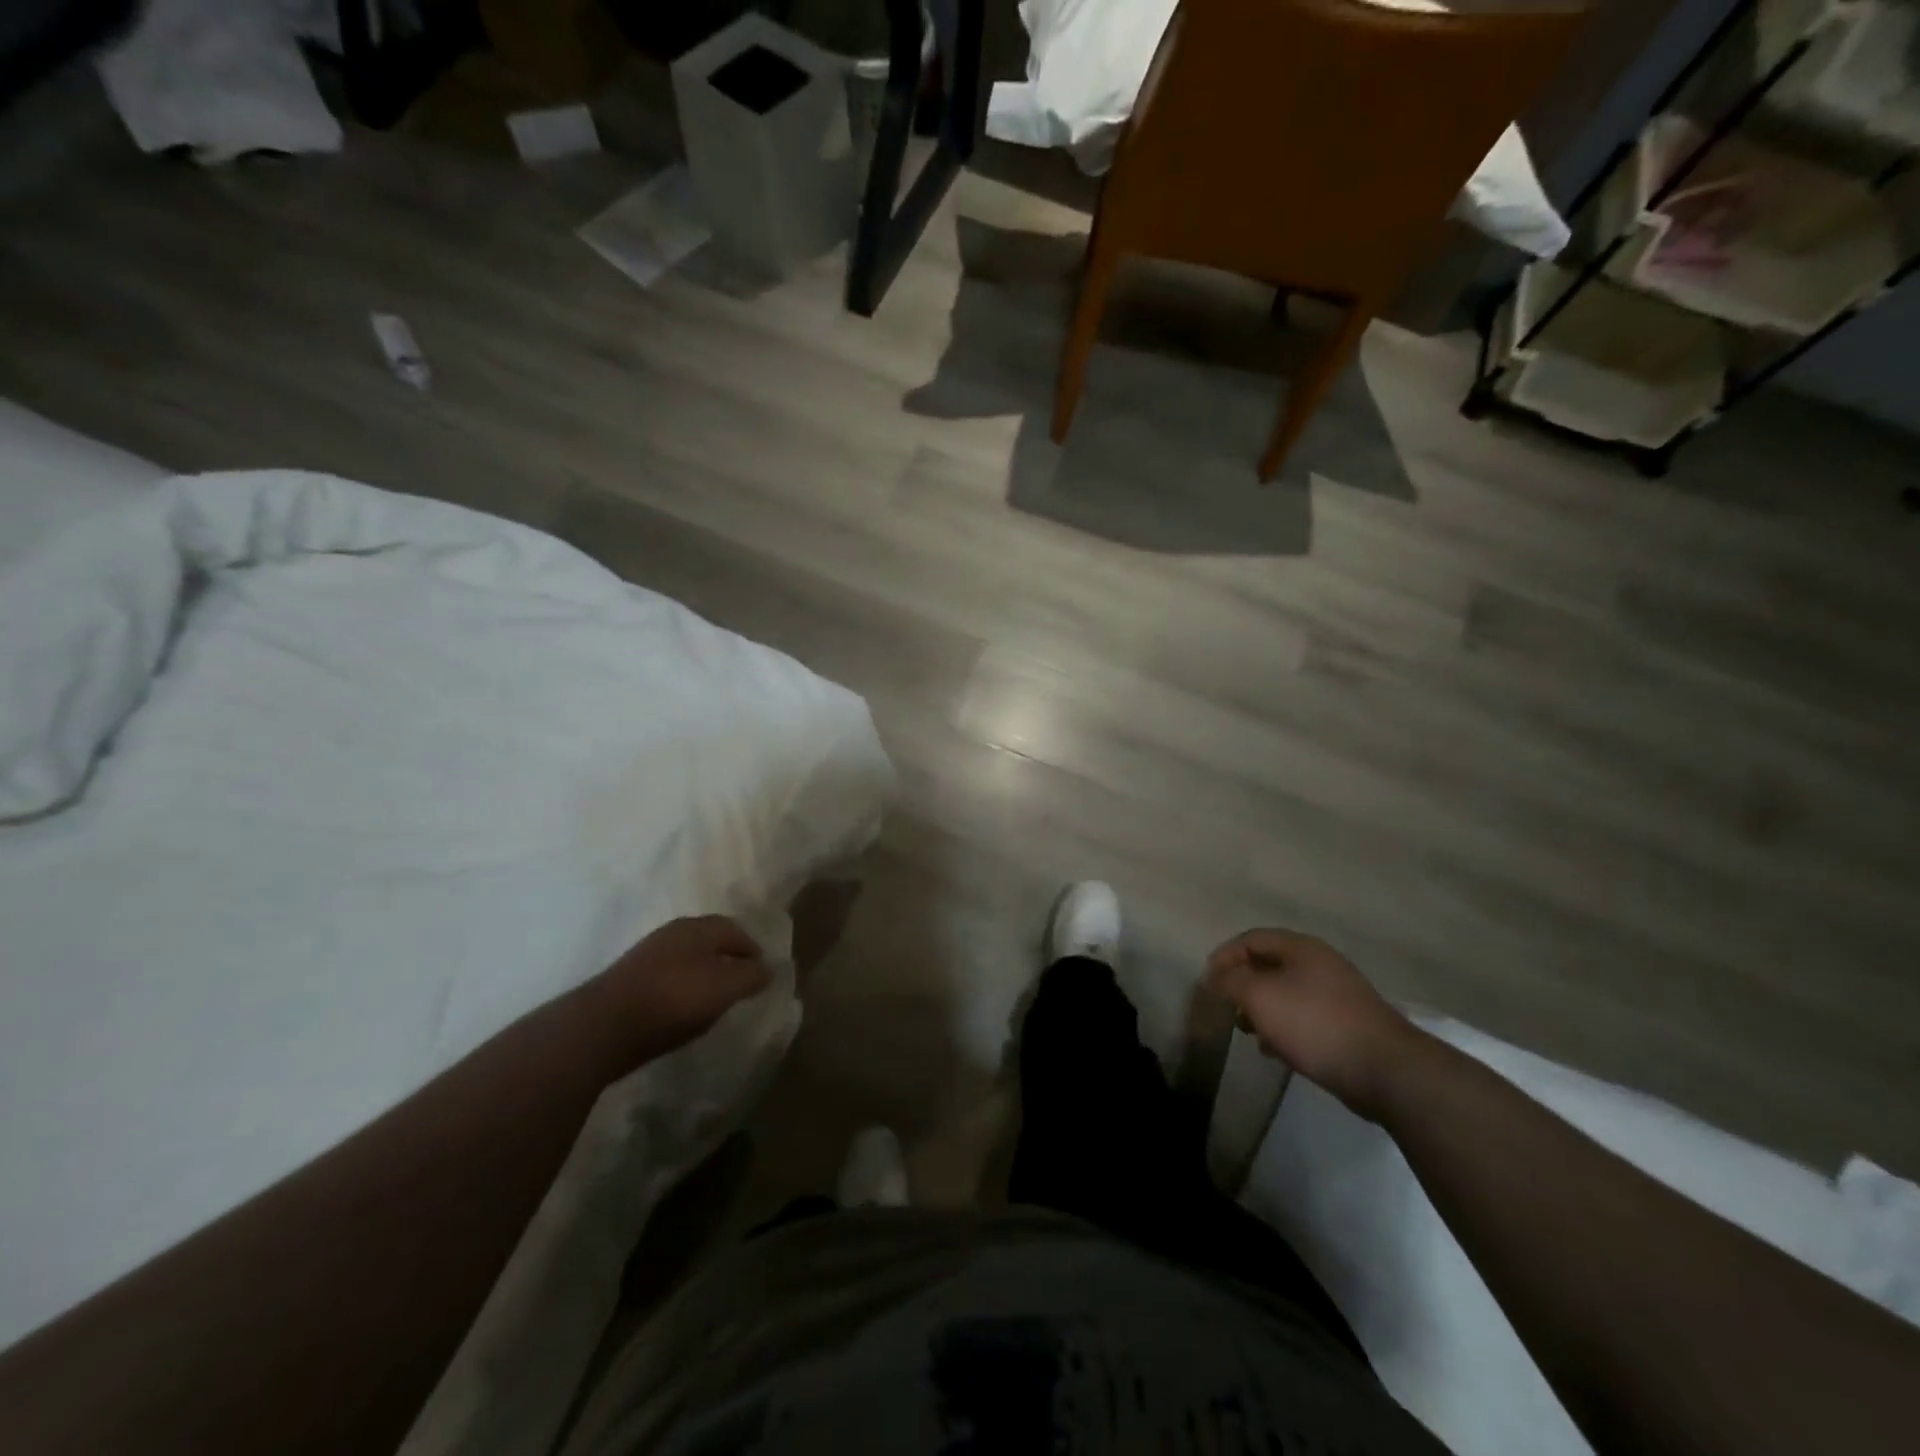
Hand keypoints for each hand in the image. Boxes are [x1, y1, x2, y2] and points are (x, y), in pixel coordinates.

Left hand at [589, 915, 772, 1063]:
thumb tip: (767, 968)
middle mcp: (672, 933)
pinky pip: (668, 977)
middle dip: (728, 956)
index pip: (734, 929)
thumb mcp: (724, 988)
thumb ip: (751, 976)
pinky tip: (684, 1008)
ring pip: (687, 958)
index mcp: (697, 928)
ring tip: (715, 996)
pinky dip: (683, 987)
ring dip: (704, 972)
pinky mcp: (629, 980)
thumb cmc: (673, 999)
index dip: (751, 948)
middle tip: (742, 980)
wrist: (602, 1027)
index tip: (763, 970)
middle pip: (709, 940)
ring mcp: (647, 956)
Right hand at [1204, 929, 1422, 1119]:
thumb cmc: (1314, 1023)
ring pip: (1286, 993)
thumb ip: (1230, 981)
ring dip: (1261, 1009)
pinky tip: (1274, 1050)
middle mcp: (1320, 964)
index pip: (1251, 938)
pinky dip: (1283, 1027)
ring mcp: (1338, 994)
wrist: (1386, 1070)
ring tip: (1247, 1031)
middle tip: (1226, 1007)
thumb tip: (1213, 976)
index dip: (1224, 956)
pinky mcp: (1348, 1024)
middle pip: (1269, 964)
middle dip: (1242, 984)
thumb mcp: (1260, 996)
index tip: (1207, 982)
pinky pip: (1304, 1017)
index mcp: (1301, 948)